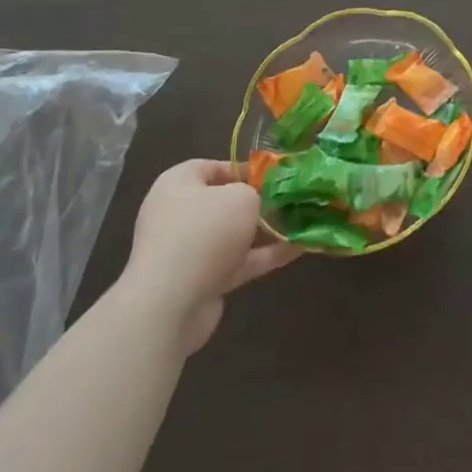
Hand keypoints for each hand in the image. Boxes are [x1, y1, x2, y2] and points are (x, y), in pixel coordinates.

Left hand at [122, 159, 298, 354]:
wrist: (170, 304)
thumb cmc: (205, 233)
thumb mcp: (241, 197)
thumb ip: (255, 192)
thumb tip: (256, 201)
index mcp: (178, 184)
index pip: (212, 167)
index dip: (244, 168)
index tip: (273, 176)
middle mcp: (178, 214)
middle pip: (224, 202)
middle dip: (258, 202)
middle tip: (289, 199)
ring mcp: (188, 250)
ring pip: (233, 234)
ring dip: (265, 231)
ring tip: (301, 223)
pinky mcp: (200, 280)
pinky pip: (237, 261)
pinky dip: (264, 256)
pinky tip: (298, 249)